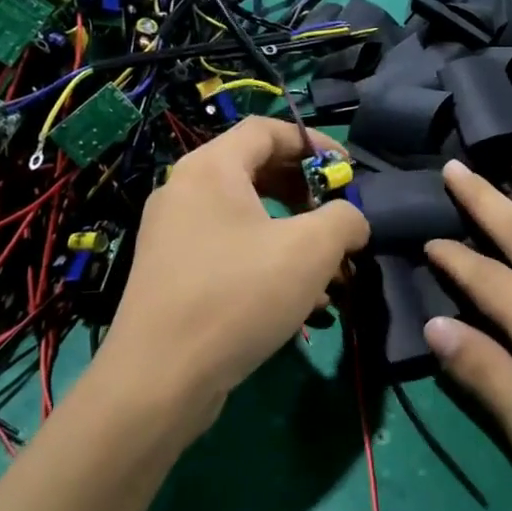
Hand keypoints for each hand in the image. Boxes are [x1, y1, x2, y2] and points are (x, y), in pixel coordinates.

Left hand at [99, 118, 368, 430]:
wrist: (159, 380)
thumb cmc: (239, 295)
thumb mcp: (312, 249)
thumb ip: (345, 218)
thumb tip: (352, 220)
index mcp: (211, 168)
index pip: (267, 130)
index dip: (315, 143)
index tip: (347, 171)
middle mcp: (185, 191)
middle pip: (257, 171)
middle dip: (307, 193)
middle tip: (338, 217)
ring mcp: (174, 235)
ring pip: (247, 217)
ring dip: (294, 234)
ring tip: (330, 270)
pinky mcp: (173, 275)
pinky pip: (230, 250)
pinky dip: (268, 262)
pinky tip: (301, 303)